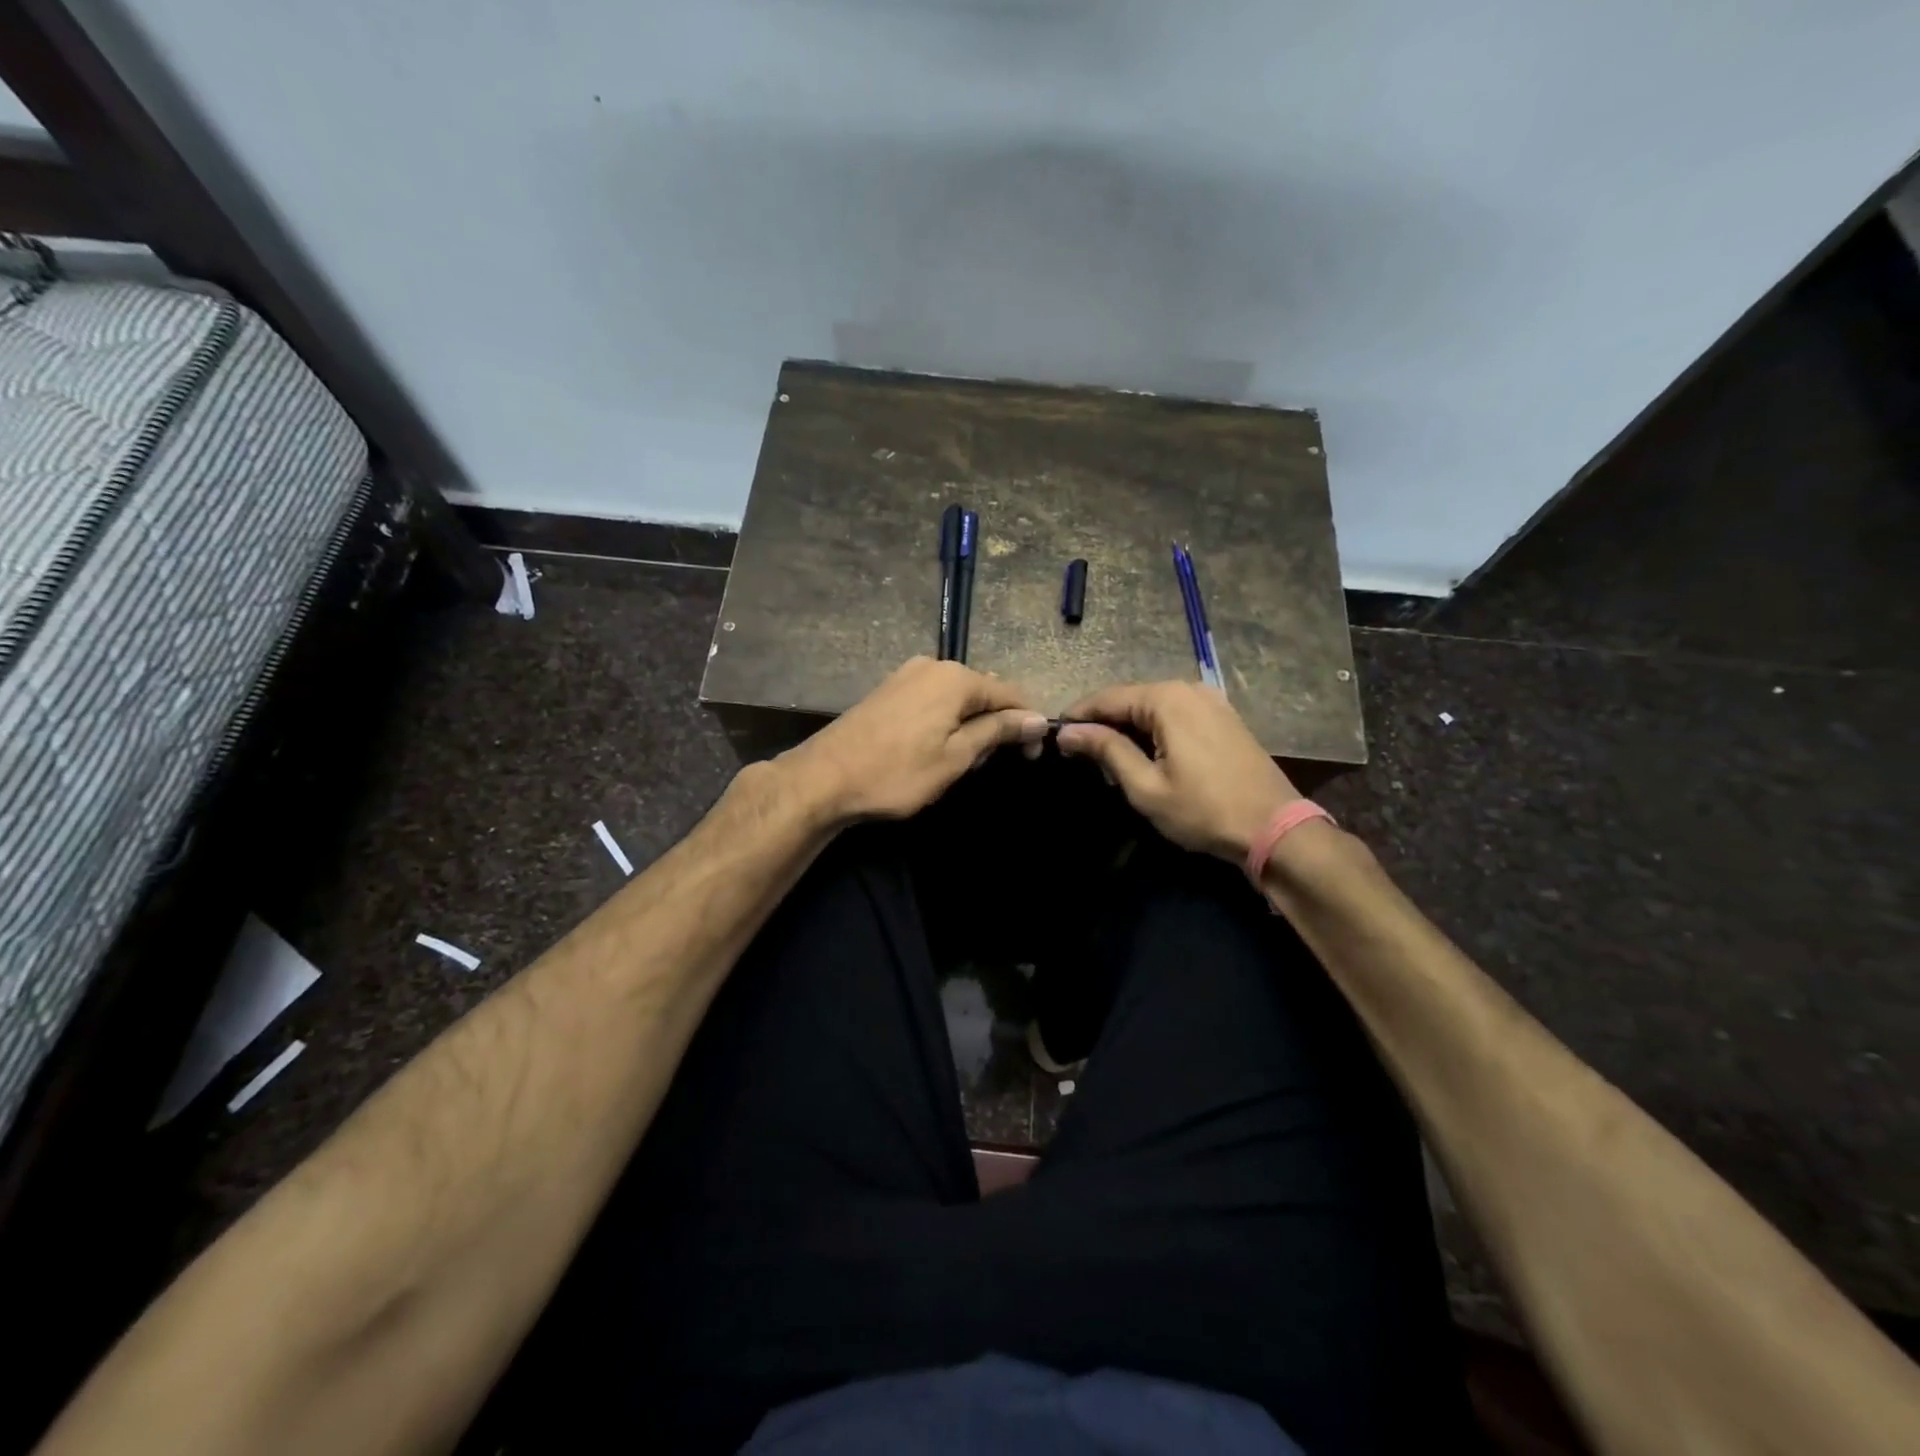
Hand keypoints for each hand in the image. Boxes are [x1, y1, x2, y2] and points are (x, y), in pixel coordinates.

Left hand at [781, 657, 1048, 823]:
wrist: (824, 778)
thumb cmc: (897, 772)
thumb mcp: (956, 757)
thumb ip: (998, 732)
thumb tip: (1037, 719)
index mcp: (956, 678)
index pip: (1011, 694)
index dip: (1027, 725)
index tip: (1032, 758)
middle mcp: (933, 665)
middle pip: (983, 693)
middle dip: (995, 726)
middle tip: (986, 766)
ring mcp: (906, 675)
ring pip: (956, 698)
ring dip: (968, 727)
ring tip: (959, 763)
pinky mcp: (888, 690)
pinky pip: (932, 700)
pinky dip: (944, 722)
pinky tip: (933, 749)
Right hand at [1056, 682, 1301, 863]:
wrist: (1274, 828)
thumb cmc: (1203, 810)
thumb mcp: (1145, 786)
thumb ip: (1106, 750)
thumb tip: (1068, 731)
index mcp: (1166, 699)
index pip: (1107, 698)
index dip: (1078, 716)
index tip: (1054, 737)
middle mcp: (1189, 689)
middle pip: (1131, 699)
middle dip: (1103, 724)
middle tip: (1080, 755)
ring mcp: (1211, 701)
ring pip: (1153, 707)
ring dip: (1128, 728)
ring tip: (1108, 760)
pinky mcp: (1224, 717)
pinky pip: (1176, 715)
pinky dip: (1154, 730)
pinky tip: (1146, 754)